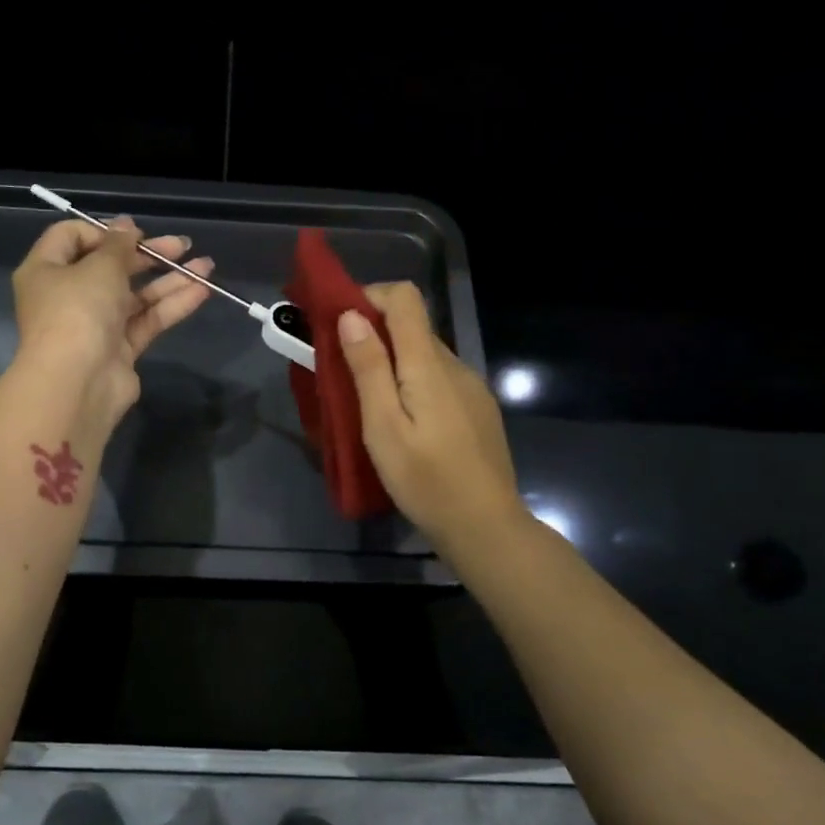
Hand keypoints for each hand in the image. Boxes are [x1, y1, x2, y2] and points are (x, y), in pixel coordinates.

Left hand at [11, 216, 214, 425]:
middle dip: (148, 255)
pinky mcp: (118, 350)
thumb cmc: (77, 312)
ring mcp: (94, 325)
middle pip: (109, 267)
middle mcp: (67, 296)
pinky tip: (202, 291)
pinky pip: (146, 320)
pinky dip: (171, 306)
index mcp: (46, 270)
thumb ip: (118, 245)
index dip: (104, 231)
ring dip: (169, 280)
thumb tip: (125, 225)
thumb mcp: (99, 267)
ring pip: (134, 296)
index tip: (134, 234)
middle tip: (181, 245)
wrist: (76, 385)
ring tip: (206, 266)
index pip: (70, 238)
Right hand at [337, 282, 526, 548]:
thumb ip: (369, 368)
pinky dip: (413, 383)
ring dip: (392, 361)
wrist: (486, 527)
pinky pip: (439, 379)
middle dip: (373, 334)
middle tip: (341, 369)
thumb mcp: (383, 427)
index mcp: (429, 363)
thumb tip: (352, 315)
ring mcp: (471, 387)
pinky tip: (404, 422)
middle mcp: (455, 364)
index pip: (405, 297)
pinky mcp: (478, 408)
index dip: (370, 296)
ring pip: (425, 355)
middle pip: (413, 326)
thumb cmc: (426, 480)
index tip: (338, 322)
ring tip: (367, 402)